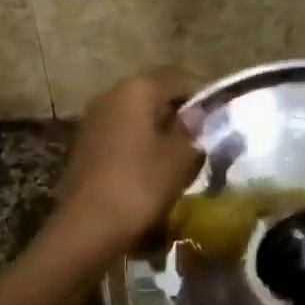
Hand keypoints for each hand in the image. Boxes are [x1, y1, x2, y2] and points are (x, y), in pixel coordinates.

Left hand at [54, 67, 204, 255]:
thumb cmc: (141, 184)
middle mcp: (112, 95)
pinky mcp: (86, 145)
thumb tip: (198, 114)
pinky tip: (153, 170)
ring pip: (138, 116)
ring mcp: (94, 120)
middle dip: (179, 114)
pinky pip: (123, 136)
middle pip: (155, 95)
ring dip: (159, 132)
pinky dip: (140, 146)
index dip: (202, 96)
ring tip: (180, 159)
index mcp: (137, 88)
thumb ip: (194, 129)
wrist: (88, 227)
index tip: (218, 121)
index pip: (178, 77)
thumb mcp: (181, 156)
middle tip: (202, 140)